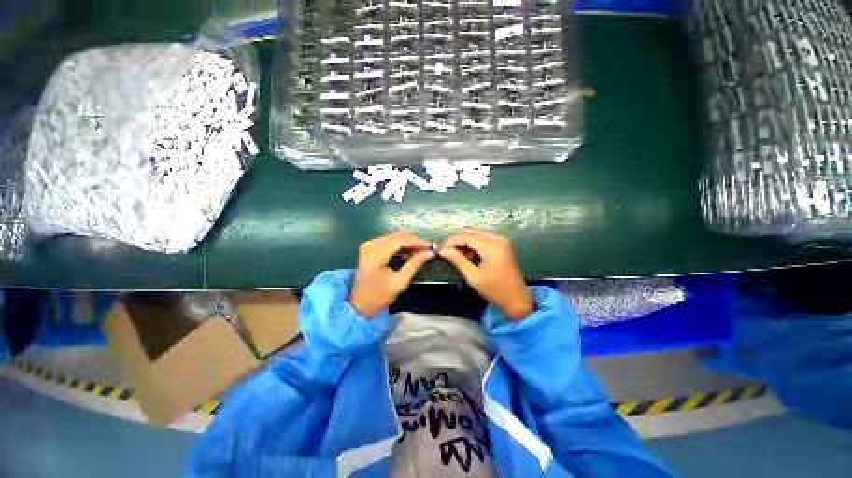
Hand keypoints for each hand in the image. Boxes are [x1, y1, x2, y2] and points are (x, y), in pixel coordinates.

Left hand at [350, 231, 434, 316]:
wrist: (359, 305)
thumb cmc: (379, 296)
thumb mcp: (400, 282)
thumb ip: (414, 264)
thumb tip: (429, 252)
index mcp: (375, 254)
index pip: (399, 241)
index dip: (416, 241)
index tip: (430, 246)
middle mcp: (370, 245)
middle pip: (396, 236)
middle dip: (412, 241)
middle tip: (426, 249)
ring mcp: (368, 245)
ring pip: (392, 237)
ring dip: (406, 242)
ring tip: (419, 251)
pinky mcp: (368, 248)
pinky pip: (387, 240)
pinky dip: (399, 244)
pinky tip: (407, 251)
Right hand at [439, 229, 532, 320]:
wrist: (517, 299)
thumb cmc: (495, 290)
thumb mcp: (473, 276)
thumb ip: (458, 260)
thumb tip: (442, 251)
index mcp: (491, 247)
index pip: (465, 237)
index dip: (451, 242)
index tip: (440, 249)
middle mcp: (497, 238)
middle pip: (471, 232)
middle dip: (457, 241)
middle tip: (448, 253)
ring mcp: (502, 240)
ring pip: (476, 234)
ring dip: (465, 242)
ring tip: (458, 256)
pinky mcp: (503, 244)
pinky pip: (483, 238)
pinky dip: (474, 244)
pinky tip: (470, 255)